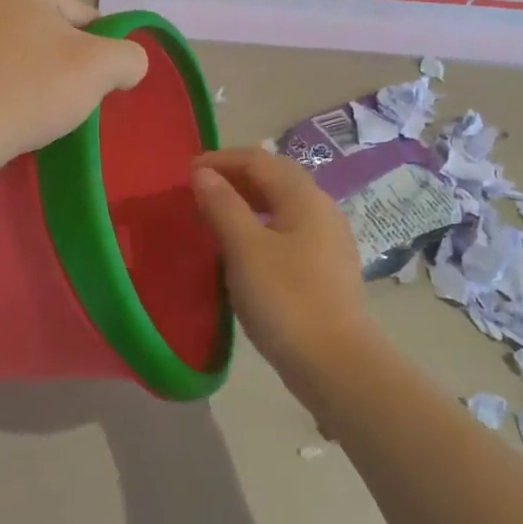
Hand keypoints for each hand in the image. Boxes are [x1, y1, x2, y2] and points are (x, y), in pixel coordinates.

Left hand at [0, 0, 148, 172]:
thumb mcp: (100, 68)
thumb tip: (128, 64)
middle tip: (61, 103)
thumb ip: (130, 56)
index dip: (95, 54)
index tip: (91, 88)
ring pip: (10, 51)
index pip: (79, 16)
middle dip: (57, 63)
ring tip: (28, 114)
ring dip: (26, 76)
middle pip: (42, 31)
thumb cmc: (28, 89)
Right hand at [190, 149, 371, 382]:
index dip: (221, 160)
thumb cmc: (285, 299)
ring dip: (246, 203)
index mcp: (304, 197)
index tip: (187, 172)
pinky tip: (242, 249)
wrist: (335, 363)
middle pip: (274, 178)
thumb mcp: (245, 249)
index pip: (259, 161)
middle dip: (235, 177)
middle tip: (198, 191)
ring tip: (214, 216)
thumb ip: (223, 205)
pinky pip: (287, 231)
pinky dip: (259, 227)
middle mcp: (321, 209)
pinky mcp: (325, 268)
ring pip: (281, 206)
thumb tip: (203, 173)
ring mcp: (327, 240)